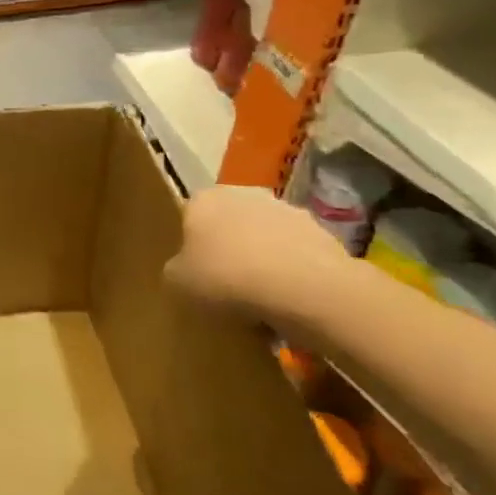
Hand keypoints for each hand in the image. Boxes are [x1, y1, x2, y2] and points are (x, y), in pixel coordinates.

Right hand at [164, 186, 351, 327]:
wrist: (305, 288)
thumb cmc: (227, 278)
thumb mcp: (178, 283)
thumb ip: (175, 270)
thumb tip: (184, 269)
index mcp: (202, 200)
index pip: (189, 218)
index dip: (191, 248)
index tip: (196, 274)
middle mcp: (241, 193)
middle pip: (228, 224)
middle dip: (227, 250)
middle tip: (226, 286)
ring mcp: (284, 209)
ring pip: (263, 238)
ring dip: (261, 260)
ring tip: (262, 300)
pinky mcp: (320, 231)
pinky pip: (294, 254)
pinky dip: (291, 272)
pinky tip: (290, 301)